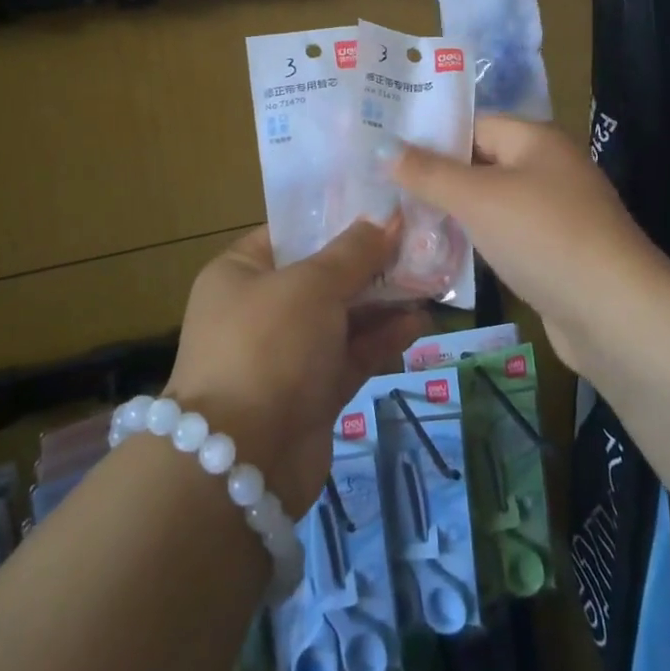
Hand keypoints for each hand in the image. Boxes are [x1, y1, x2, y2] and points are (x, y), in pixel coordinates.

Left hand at [166, 222, 427, 516]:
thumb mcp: (312, 285)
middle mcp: (259, 310)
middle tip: (418, 245)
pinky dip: (381, 340)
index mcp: (240, 273)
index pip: (291, 233)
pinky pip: (350, 355)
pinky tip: (418, 323)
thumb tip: (387, 220)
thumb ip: (354, 252)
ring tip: (429, 282)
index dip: (337, 220)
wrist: (243, 462)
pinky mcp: (310, 394)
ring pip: (341, 318)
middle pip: (322, 276)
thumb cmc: (269, 346)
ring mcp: (285, 355)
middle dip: (370, 264)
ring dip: (382, 302)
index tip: (383, 209)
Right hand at [393, 115, 669, 366]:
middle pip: (480, 163)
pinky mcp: (554, 253)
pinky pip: (504, 235)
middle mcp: (547, 168)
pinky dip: (476, 240)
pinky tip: (440, 253)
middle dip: (435, 177)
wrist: (615, 315)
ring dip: (452, 212)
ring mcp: (554, 212)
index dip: (429, 137)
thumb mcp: (478, 198)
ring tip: (399, 221)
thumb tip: (384, 149)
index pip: (472, 124)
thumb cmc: (543, 237)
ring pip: (490, 202)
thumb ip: (429, 173)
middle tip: (382, 189)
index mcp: (535, 139)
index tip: (384, 153)